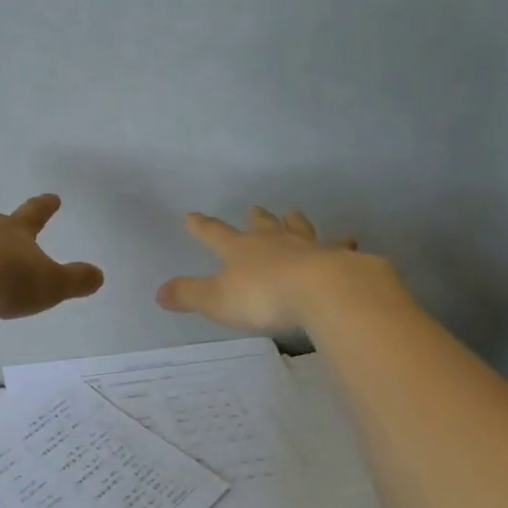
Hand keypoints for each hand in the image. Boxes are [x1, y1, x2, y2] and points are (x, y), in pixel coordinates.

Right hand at [156, 206, 377, 330]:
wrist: (322, 292)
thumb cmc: (263, 297)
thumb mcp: (216, 299)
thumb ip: (188, 295)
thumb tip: (158, 292)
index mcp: (240, 250)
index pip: (214, 234)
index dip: (201, 226)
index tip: (191, 215)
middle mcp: (272, 241)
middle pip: (261, 225)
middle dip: (254, 218)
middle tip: (253, 208)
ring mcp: (307, 247)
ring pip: (298, 228)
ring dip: (294, 221)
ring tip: (293, 212)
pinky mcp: (338, 259)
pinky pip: (339, 247)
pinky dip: (342, 243)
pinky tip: (350, 240)